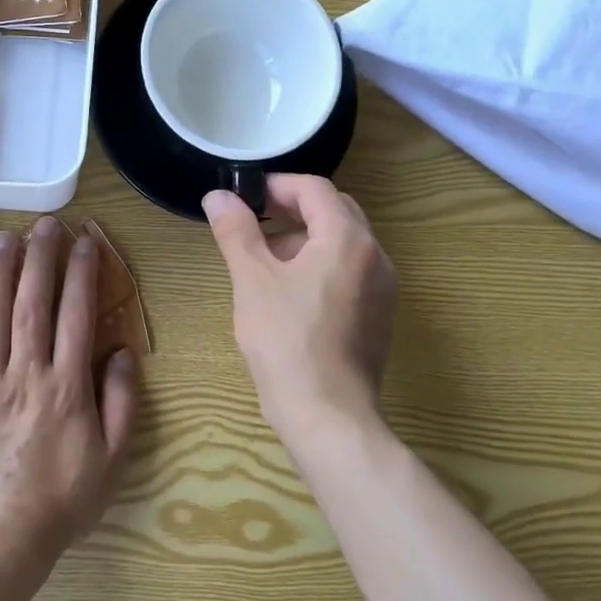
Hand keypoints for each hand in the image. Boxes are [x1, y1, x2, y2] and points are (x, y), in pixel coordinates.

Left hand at [0, 217, 138, 578]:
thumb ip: (121, 401)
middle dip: (40, 259)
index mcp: (67, 385)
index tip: (86, 241)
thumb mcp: (112, 459)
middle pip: (33, 303)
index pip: (77, 314)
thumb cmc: (61, 502)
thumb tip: (121, 351)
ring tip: (3, 237)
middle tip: (44, 224)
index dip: (82, 273)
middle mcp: (25, 372)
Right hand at [204, 175, 397, 434]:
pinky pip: (351, 272)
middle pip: (335, 212)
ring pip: (344, 243)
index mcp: (348, 239)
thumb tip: (217, 195)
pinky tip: (291, 292)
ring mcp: (383, 288)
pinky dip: (322, 265)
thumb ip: (236, 231)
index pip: (316, 189)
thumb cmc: (286, 341)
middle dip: (294, 209)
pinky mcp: (379, 316)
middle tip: (255, 220)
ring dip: (306, 238)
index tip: (246, 196)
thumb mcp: (252, 280)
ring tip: (266, 259)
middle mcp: (375, 256)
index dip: (278, 185)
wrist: (328, 414)